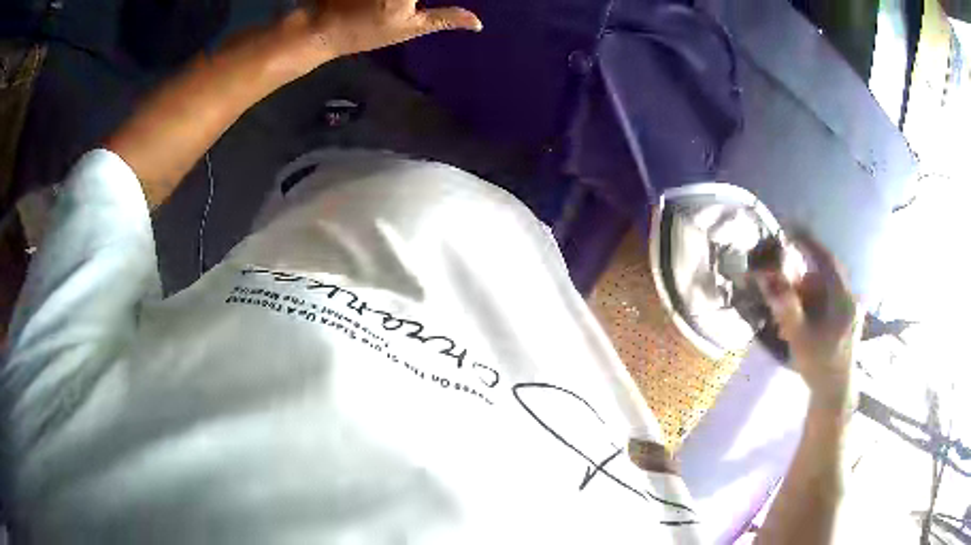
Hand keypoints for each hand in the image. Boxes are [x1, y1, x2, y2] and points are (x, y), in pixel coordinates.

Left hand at [271, 0, 481, 77]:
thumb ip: (445, 18)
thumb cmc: (366, 31)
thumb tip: (478, 23)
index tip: (425, 7)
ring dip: (409, 0)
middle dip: (416, 1)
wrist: (322, 27)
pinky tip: (384, 4)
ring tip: (404, 7)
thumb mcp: (410, 28)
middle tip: (413, 8)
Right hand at [755, 233, 860, 409]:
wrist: (835, 392)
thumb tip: (767, 277)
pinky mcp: (848, 317)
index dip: (808, 241)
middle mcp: (850, 297)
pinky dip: (814, 303)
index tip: (789, 229)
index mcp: (843, 298)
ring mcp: (851, 308)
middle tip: (783, 283)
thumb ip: (786, 306)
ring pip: (826, 288)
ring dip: (807, 293)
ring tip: (790, 315)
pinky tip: (804, 320)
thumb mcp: (800, 337)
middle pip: (824, 273)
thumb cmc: (819, 365)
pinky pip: (829, 299)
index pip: (825, 259)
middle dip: (802, 276)